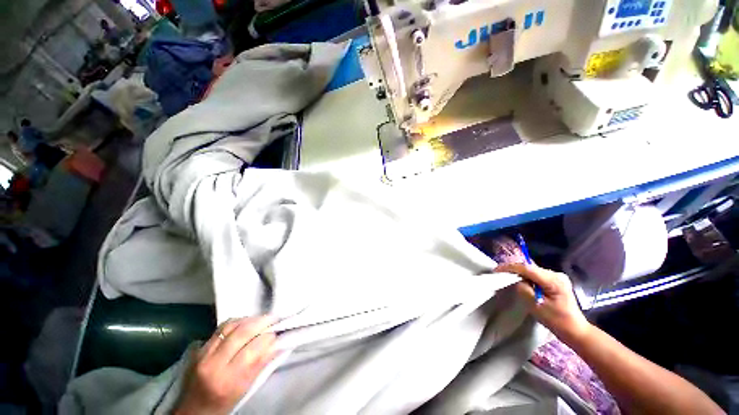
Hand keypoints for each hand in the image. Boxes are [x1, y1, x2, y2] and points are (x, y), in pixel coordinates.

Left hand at [175, 317, 277, 414]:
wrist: (192, 409)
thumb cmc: (222, 403)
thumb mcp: (244, 390)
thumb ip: (260, 365)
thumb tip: (277, 344)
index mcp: (227, 380)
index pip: (251, 350)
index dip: (267, 338)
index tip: (278, 332)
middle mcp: (213, 364)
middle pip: (241, 333)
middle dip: (261, 322)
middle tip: (274, 318)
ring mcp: (203, 353)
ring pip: (230, 326)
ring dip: (249, 319)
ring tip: (262, 318)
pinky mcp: (199, 348)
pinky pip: (221, 328)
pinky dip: (237, 321)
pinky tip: (246, 321)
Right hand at [494, 263, 591, 342]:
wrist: (575, 330)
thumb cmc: (557, 321)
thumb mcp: (536, 306)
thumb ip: (524, 290)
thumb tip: (516, 280)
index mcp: (553, 280)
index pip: (527, 268)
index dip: (510, 267)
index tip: (496, 270)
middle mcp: (556, 274)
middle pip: (529, 267)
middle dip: (513, 269)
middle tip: (499, 273)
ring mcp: (557, 277)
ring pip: (532, 270)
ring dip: (519, 273)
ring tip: (507, 276)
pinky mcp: (555, 281)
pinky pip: (536, 275)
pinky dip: (526, 277)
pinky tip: (520, 281)